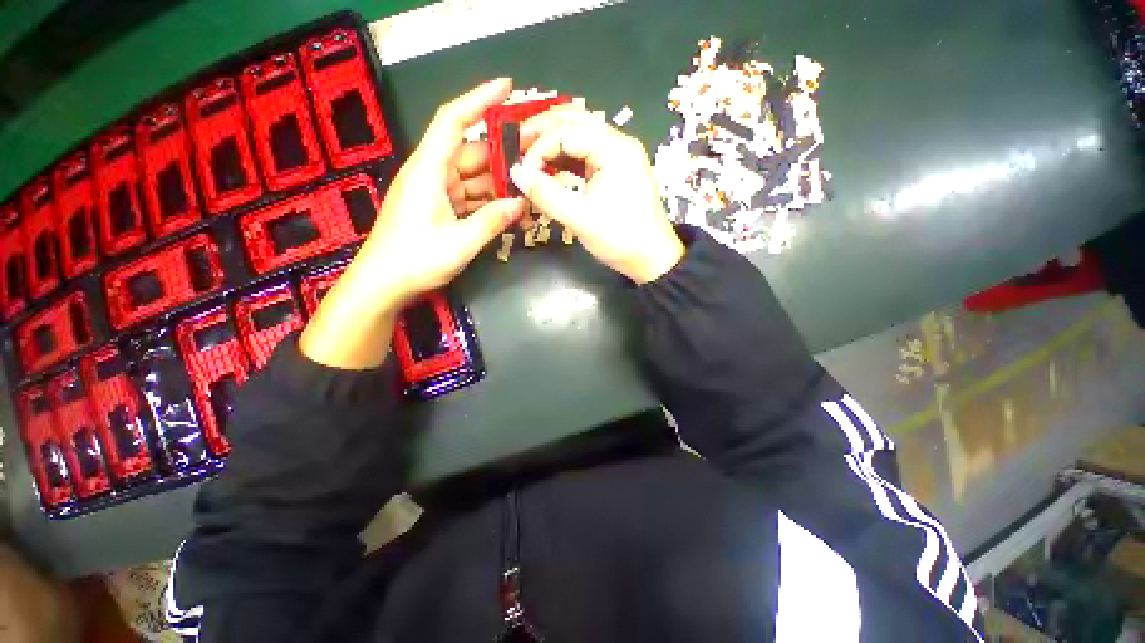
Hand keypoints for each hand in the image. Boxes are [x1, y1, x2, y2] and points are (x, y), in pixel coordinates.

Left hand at [357, 78, 527, 304]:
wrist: (383, 284)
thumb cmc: (415, 260)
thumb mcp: (460, 242)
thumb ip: (493, 220)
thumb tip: (521, 203)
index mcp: (428, 170)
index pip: (453, 121)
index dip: (479, 100)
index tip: (507, 88)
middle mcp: (432, 174)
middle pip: (472, 154)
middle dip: (503, 159)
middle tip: (535, 165)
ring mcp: (436, 192)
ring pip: (474, 178)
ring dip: (500, 187)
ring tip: (528, 196)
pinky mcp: (439, 209)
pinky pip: (470, 198)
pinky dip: (489, 203)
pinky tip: (509, 213)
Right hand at [511, 107, 683, 283]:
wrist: (653, 259)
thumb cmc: (621, 239)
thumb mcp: (581, 219)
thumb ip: (546, 194)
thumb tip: (516, 172)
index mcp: (615, 149)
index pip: (567, 131)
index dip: (539, 148)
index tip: (522, 172)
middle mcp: (619, 144)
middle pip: (575, 121)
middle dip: (543, 130)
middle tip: (517, 146)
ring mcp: (620, 157)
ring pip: (581, 136)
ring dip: (554, 142)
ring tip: (529, 155)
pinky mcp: (617, 172)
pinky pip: (587, 155)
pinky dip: (566, 158)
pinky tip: (551, 168)